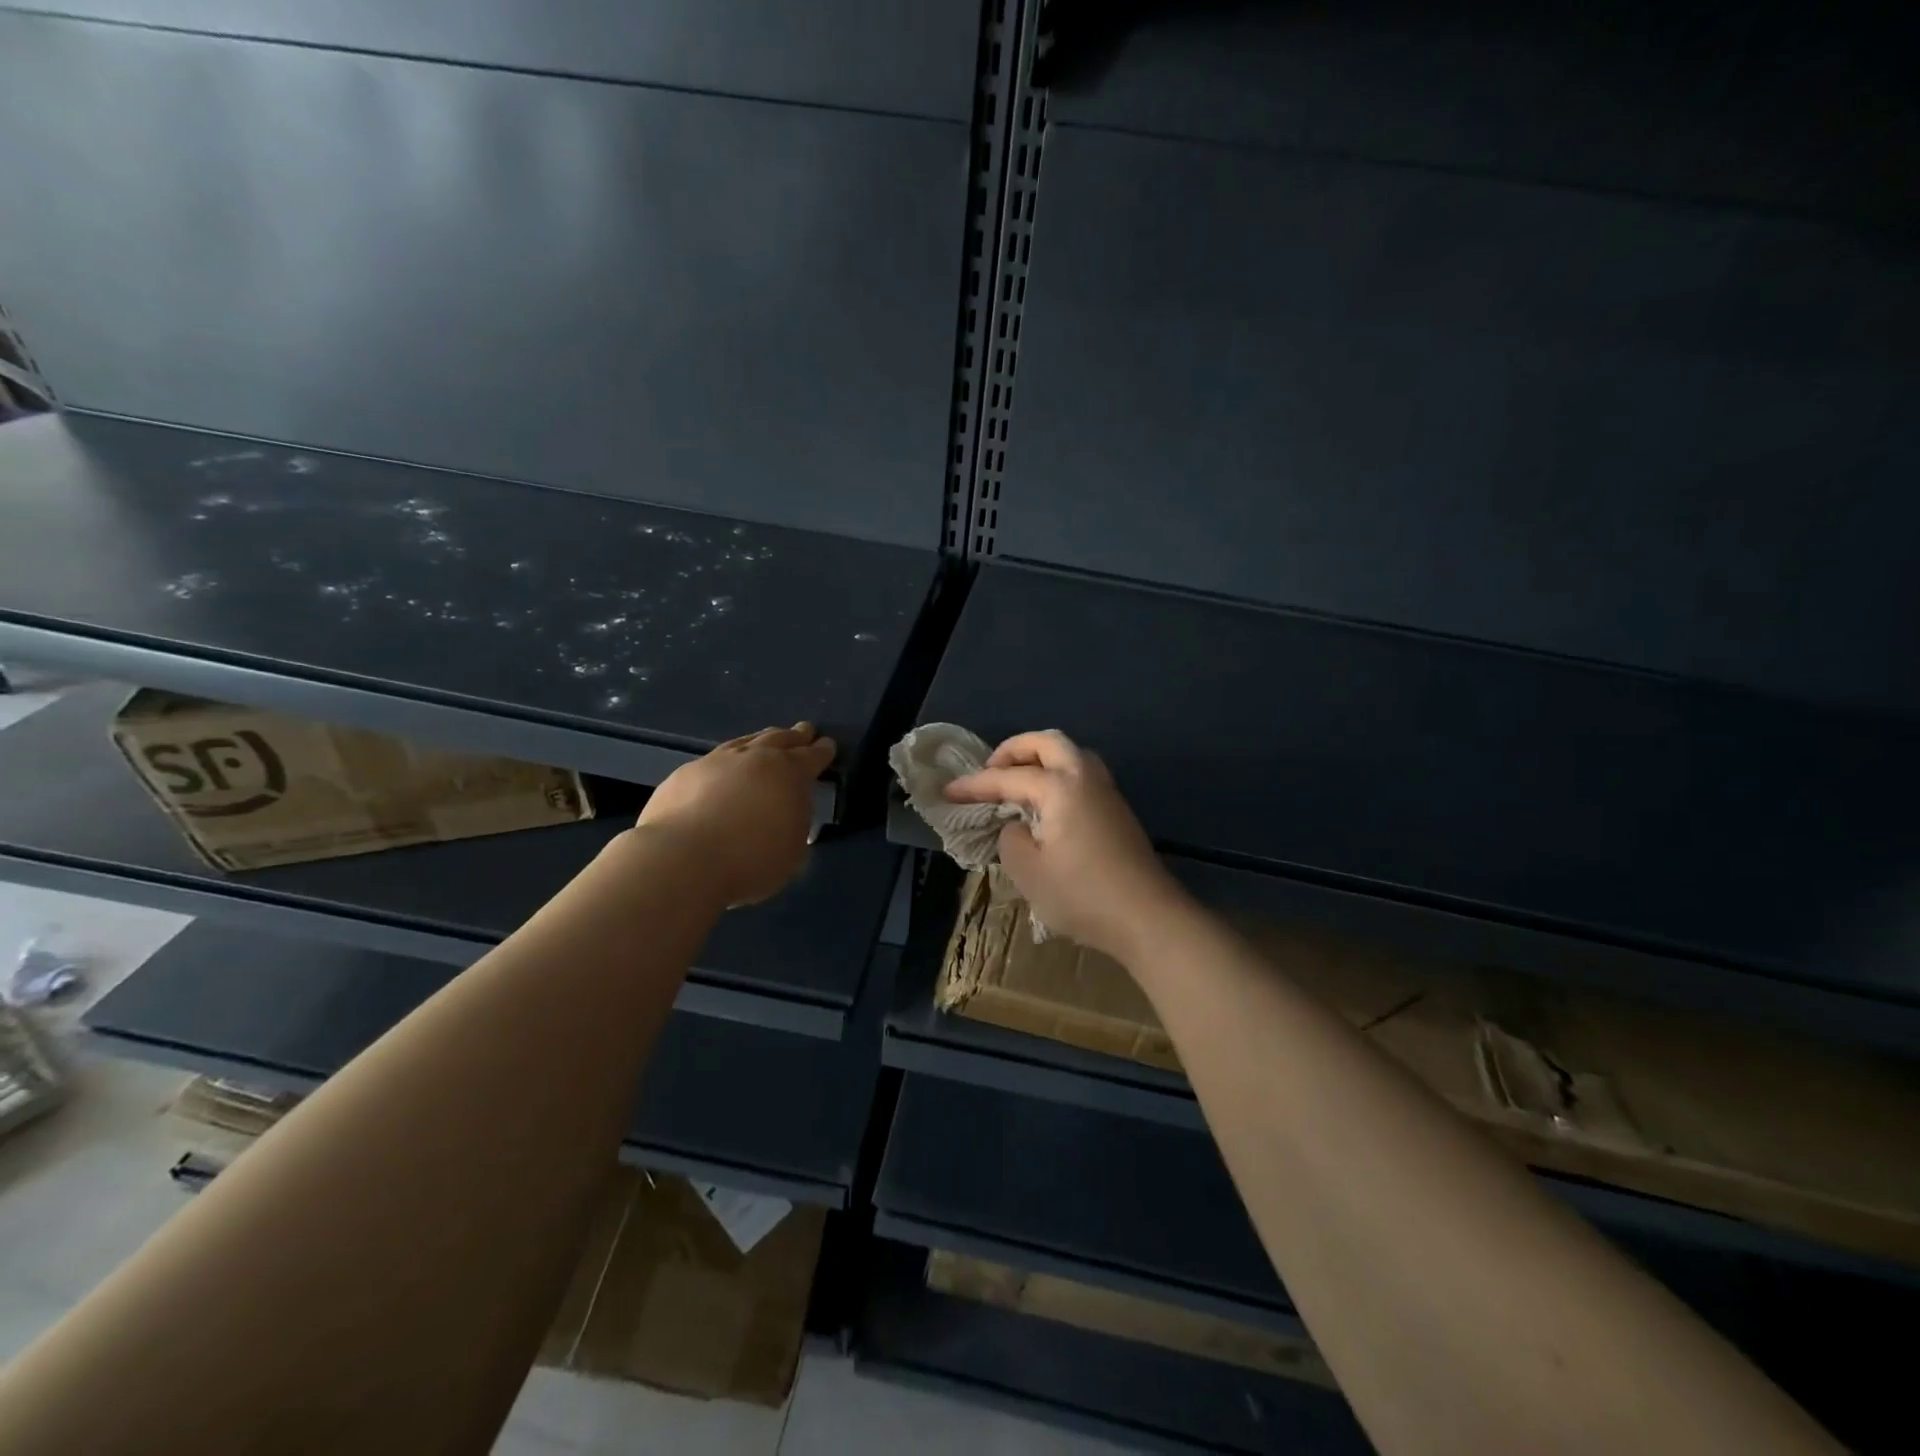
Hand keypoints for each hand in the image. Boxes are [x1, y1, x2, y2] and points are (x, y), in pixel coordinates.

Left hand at [636, 724, 834, 907]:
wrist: (683, 858)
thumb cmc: (751, 860)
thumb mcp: (792, 853)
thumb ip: (795, 828)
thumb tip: (787, 819)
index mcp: (790, 774)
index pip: (812, 757)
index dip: (822, 751)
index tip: (827, 744)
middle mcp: (755, 758)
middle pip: (779, 740)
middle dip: (794, 737)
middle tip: (803, 731)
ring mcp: (716, 762)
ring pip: (744, 743)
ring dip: (759, 741)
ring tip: (764, 741)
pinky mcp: (684, 774)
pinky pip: (712, 762)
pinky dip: (723, 764)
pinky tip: (720, 772)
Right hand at [945, 730, 1184, 960]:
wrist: (1148, 917)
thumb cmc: (1082, 895)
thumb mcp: (1028, 872)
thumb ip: (1010, 839)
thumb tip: (1017, 826)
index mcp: (1061, 787)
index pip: (1008, 777)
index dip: (974, 785)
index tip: (947, 791)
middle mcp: (1086, 777)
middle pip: (1047, 742)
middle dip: (1013, 750)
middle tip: (990, 771)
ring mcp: (1107, 792)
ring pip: (1070, 754)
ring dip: (1039, 759)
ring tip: (1016, 783)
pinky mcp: (1117, 810)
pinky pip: (1081, 774)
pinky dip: (1057, 775)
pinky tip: (1044, 804)